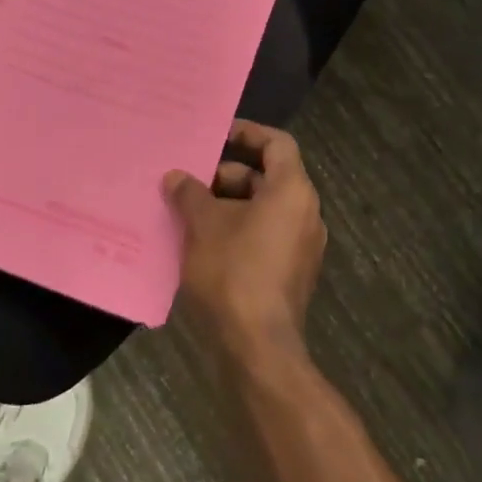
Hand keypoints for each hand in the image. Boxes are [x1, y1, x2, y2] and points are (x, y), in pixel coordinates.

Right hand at [164, 121, 326, 366]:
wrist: (258, 347)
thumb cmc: (234, 272)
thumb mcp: (203, 225)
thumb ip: (190, 193)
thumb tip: (176, 177)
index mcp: (292, 191)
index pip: (277, 143)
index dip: (248, 133)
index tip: (216, 135)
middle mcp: (306, 213)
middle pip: (267, 177)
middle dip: (226, 176)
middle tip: (190, 182)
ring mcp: (302, 246)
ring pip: (263, 209)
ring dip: (228, 206)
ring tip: (188, 213)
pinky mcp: (291, 273)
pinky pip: (264, 236)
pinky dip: (237, 230)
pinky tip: (202, 243)